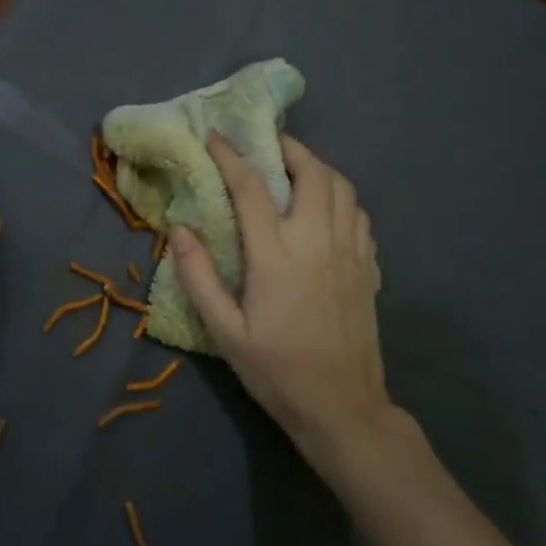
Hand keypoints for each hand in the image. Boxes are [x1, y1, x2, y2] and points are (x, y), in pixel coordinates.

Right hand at [172, 135, 407, 482]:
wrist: (343, 408)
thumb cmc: (277, 370)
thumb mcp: (225, 332)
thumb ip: (198, 277)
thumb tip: (178, 229)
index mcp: (276, 257)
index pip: (251, 188)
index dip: (230, 156)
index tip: (214, 137)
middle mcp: (316, 242)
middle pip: (311, 172)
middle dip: (286, 148)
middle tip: (264, 144)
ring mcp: (348, 252)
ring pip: (341, 186)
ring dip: (316, 166)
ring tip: (293, 168)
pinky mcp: (368, 266)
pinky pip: (357, 212)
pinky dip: (338, 195)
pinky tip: (323, 206)